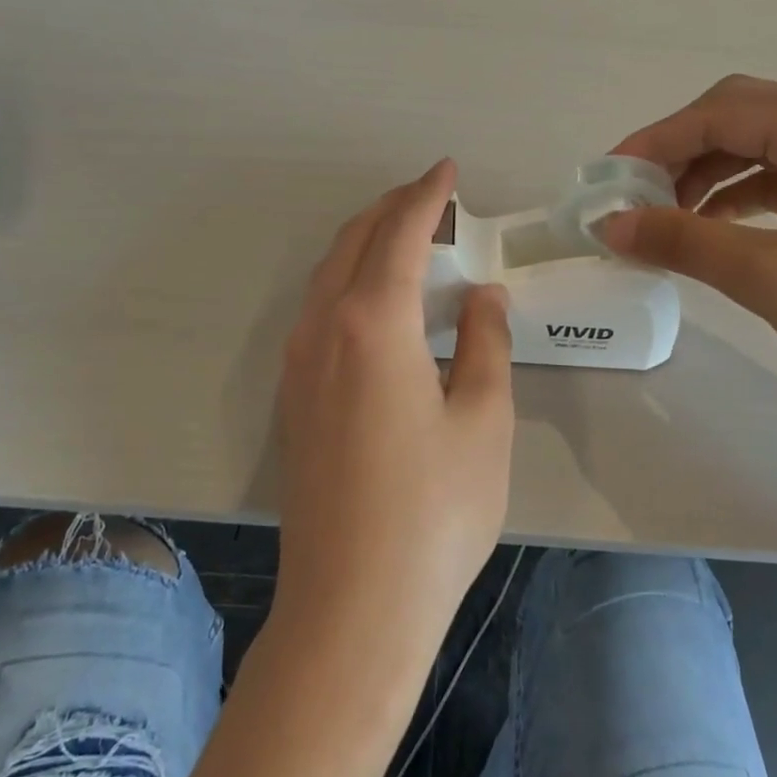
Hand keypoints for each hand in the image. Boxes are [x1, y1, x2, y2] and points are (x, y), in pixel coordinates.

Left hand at [274, 160, 514, 664]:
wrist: (353, 606)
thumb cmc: (434, 511)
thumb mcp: (482, 420)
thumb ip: (484, 344)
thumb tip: (482, 298)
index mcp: (373, 323)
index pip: (399, 233)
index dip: (426, 196)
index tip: (447, 171)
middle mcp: (323, 331)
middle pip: (353, 243)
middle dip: (390, 209)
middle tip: (430, 197)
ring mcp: (298, 366)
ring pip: (327, 275)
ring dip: (365, 244)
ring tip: (406, 239)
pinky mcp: (291, 400)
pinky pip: (317, 311)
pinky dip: (348, 282)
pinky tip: (375, 304)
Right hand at [603, 76, 776, 405]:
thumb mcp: (771, 277)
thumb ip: (684, 242)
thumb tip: (609, 226)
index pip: (719, 113)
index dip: (654, 143)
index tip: (606, 181)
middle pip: (740, 118)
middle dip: (679, 155)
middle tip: (634, 199)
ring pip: (762, 146)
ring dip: (708, 176)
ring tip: (668, 220)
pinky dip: (743, 194)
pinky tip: (718, 228)